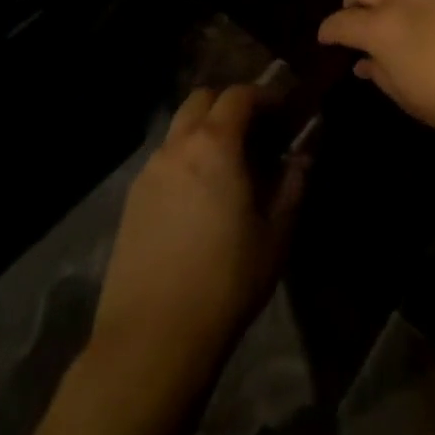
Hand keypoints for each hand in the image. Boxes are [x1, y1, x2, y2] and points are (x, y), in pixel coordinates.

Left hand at [94, 85, 305, 365]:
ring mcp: (149, 173)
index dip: (265, 95)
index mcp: (215, 145)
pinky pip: (164, 160)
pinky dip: (185, 159)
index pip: (239, 95)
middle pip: (202, 100)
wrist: (151, 340)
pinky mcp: (131, 202)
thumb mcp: (275, 233)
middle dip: (230, 104)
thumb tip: (302, 155)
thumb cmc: (226, 281)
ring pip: (179, 129)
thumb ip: (292, 184)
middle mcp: (177, 147)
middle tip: (256, 131)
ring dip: (205, 131)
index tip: (285, 112)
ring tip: (229, 165)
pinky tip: (200, 196)